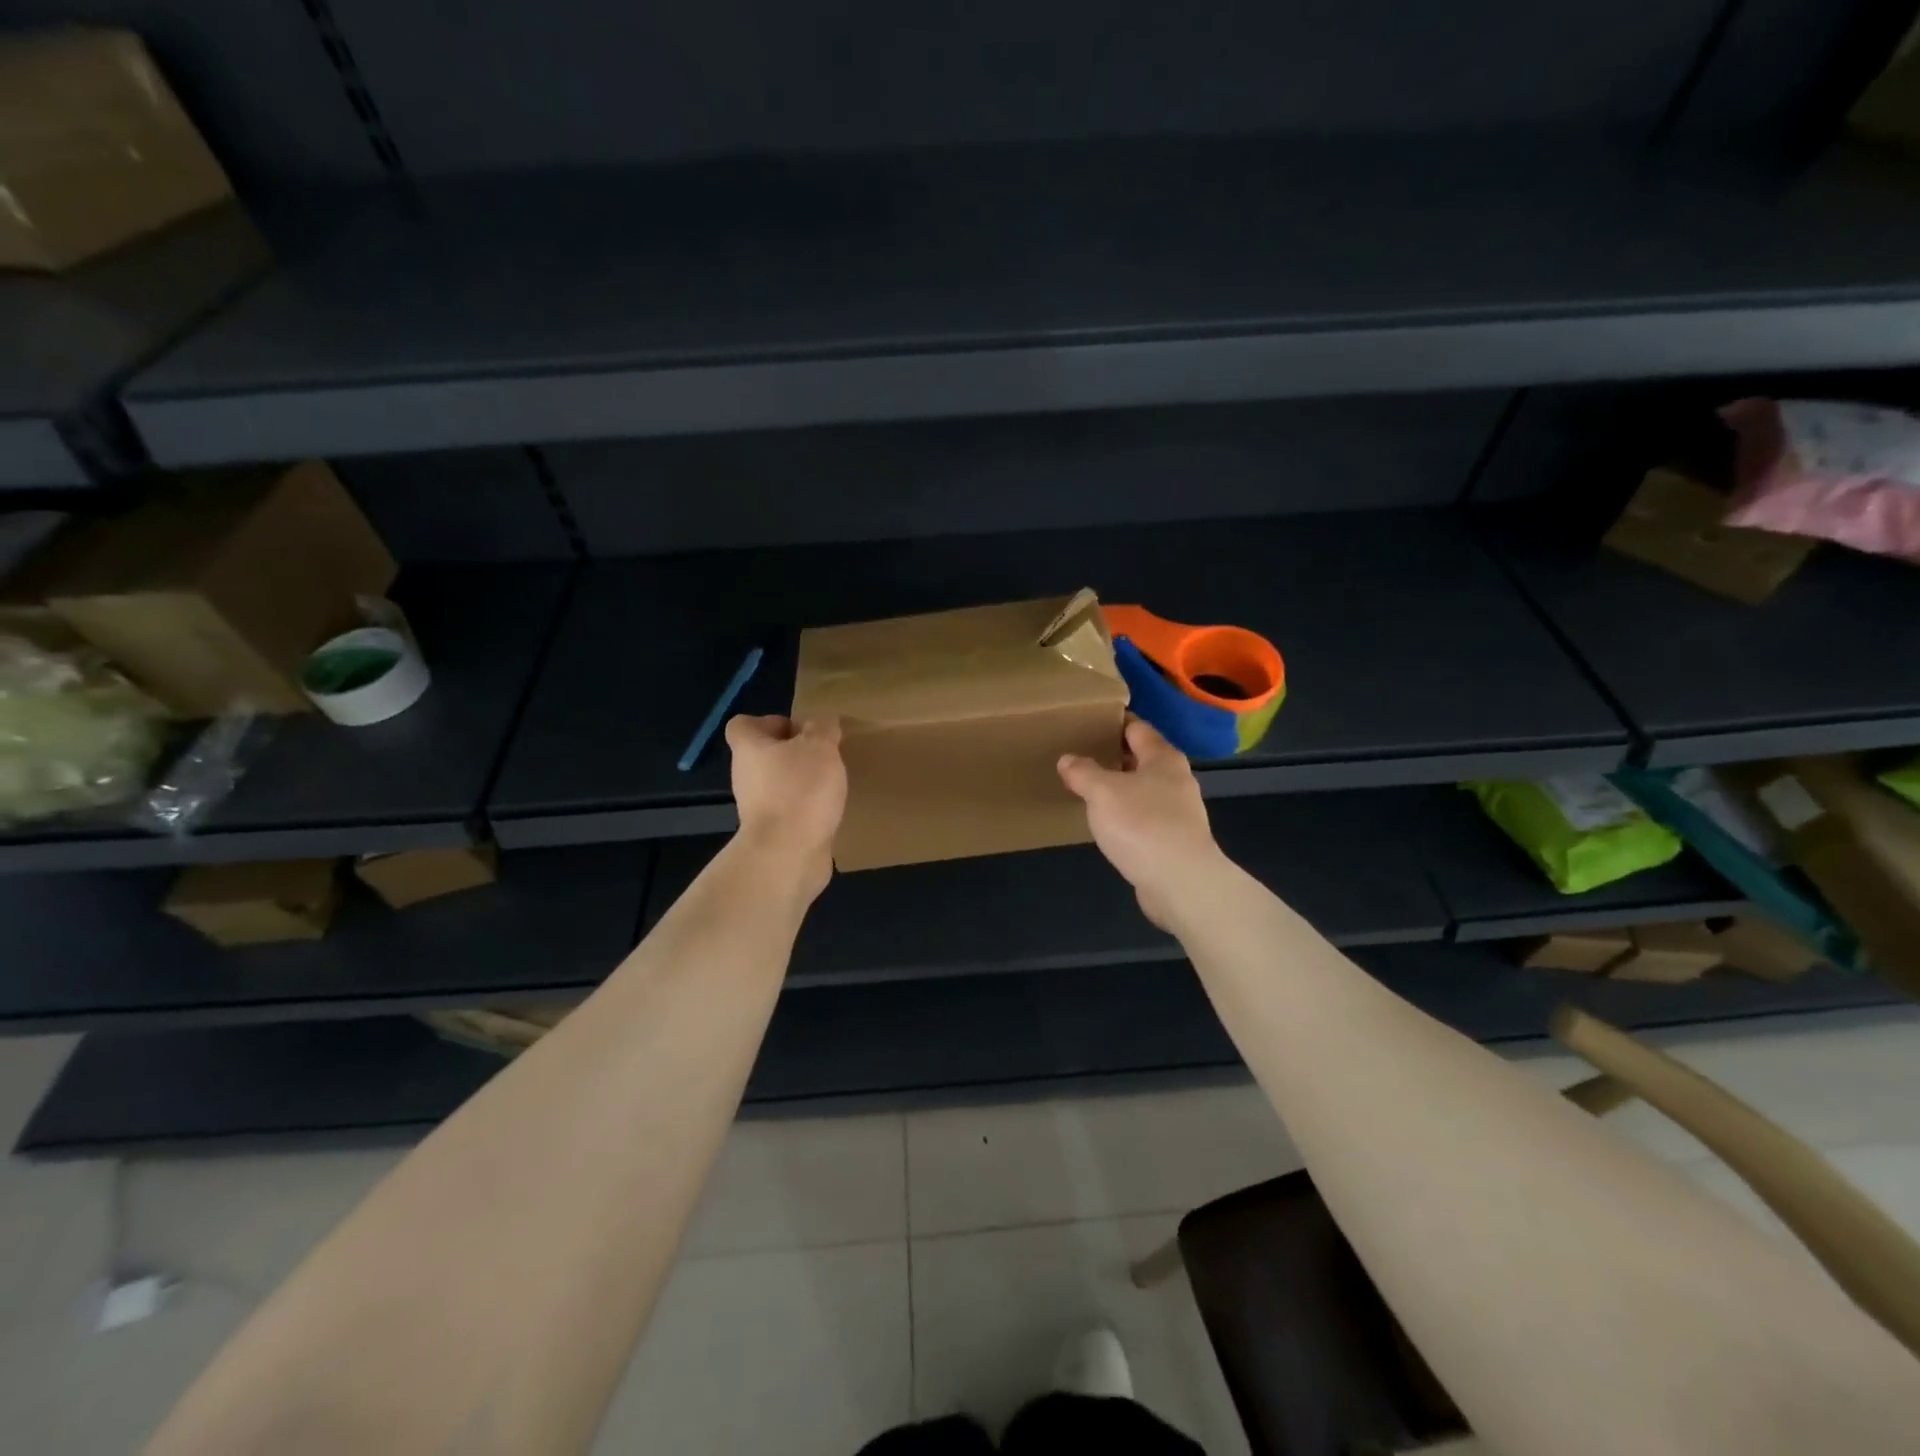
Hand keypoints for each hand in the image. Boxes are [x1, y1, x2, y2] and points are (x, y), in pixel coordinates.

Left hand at [726, 715, 847, 896]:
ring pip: (778, 784)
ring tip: (831, 782)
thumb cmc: (800, 790)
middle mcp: (746, 776)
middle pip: (764, 755)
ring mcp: (757, 808)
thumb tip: (821, 721)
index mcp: (749, 749)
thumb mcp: (820, 746)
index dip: (769, 721)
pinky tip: (830, 810)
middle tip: (823, 755)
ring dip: (801, 782)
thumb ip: (822, 727)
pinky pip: (790, 811)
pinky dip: (807, 809)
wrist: (788, 854)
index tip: (798, 730)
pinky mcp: (773, 833)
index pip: (743, 724)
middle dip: (793, 753)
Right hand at [1058, 718, 1224, 929]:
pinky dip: (1127, 816)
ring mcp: (1179, 812)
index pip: (1137, 728)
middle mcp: (1176, 780)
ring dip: (1120, 788)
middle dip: (1114, 756)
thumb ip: (1082, 772)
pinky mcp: (1174, 841)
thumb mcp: (1102, 792)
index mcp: (1163, 758)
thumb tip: (1068, 759)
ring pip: (1144, 790)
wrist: (1181, 883)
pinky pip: (1145, 818)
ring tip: (1089, 790)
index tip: (1089, 721)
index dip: (1114, 722)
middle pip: (1142, 759)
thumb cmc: (1142, 825)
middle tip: (1081, 756)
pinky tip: (1108, 825)